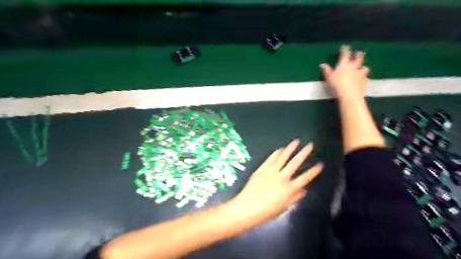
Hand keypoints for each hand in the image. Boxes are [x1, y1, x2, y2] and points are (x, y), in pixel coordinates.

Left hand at [229, 139, 321, 226]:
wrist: (246, 208)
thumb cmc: (265, 212)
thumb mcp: (283, 208)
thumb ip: (294, 197)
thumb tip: (304, 189)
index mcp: (288, 189)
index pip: (304, 178)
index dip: (313, 171)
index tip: (320, 164)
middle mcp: (281, 177)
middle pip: (295, 163)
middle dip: (304, 153)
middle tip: (310, 145)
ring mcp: (270, 171)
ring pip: (282, 157)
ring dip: (290, 148)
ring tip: (296, 141)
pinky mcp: (261, 169)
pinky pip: (270, 159)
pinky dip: (276, 153)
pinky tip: (280, 148)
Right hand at [321, 45, 369, 99]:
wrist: (349, 95)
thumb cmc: (336, 85)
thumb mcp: (328, 78)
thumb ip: (326, 70)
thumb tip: (322, 64)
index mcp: (344, 64)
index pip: (345, 54)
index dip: (345, 49)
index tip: (345, 47)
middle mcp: (354, 66)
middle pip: (358, 58)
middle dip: (358, 55)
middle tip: (358, 53)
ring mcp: (360, 74)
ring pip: (364, 68)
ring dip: (363, 67)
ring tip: (362, 68)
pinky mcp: (364, 81)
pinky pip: (365, 77)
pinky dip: (363, 77)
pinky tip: (362, 79)